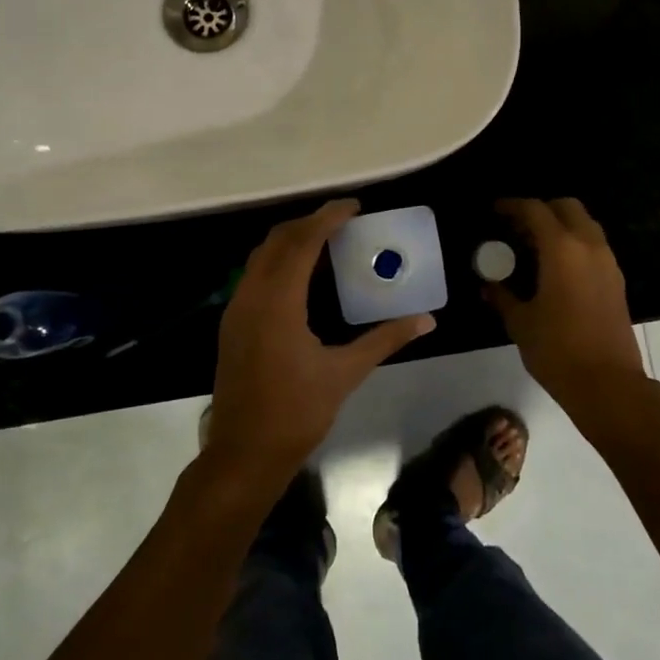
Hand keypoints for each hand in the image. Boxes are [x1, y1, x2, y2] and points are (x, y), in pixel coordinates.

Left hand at [203, 199, 434, 485]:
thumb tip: (427, 320)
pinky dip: (280, 262)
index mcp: (277, 303)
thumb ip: (384, 339)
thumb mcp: (345, 373)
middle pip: (277, 240)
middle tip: (344, 221)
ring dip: (292, 241)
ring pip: (262, 256)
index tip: (354, 206)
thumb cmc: (296, 413)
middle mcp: (251, 296)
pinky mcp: (232, 323)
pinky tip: (304, 276)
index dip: (327, 218)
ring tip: (328, 241)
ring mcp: (236, 309)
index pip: (302, 243)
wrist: (243, 454)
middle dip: (309, 223)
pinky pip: (255, 275)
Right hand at [485, 198, 650, 426]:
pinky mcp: (616, 280)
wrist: (609, 384)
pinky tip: (555, 268)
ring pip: (584, 225)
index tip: (496, 211)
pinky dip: (574, 244)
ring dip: (560, 226)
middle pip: (567, 207)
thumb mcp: (521, 323)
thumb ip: (503, 297)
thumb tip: (488, 286)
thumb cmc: (558, 350)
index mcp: (562, 249)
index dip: (513, 206)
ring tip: (533, 246)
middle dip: (541, 210)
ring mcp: (607, 262)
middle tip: (517, 227)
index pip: (535, 210)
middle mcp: (589, 246)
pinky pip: (594, 246)